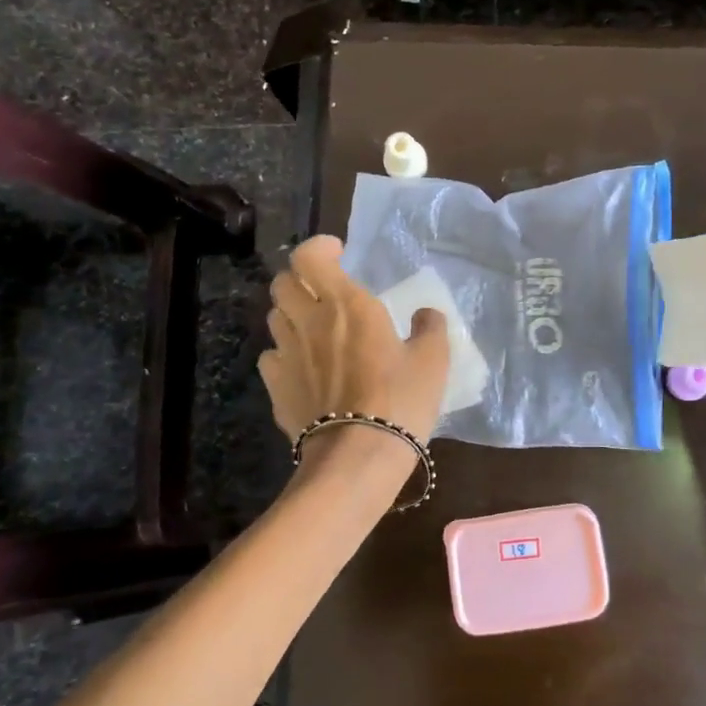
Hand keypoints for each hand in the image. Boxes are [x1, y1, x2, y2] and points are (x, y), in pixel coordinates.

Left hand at [258, 236, 450, 460]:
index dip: (319, 248)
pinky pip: (272, 357)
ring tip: (315, 329)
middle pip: (283, 283)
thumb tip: (426, 314)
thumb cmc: (400, 401)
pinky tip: (304, 368)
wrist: (357, 457)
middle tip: (324, 292)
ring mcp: (287, 355)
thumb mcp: (433, 361)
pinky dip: (285, 354)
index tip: (339, 253)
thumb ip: (430, 328)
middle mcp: (310, 322)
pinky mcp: (276, 388)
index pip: (310, 257)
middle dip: (300, 279)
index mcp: (347, 305)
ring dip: (292, 315)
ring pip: (276, 318)